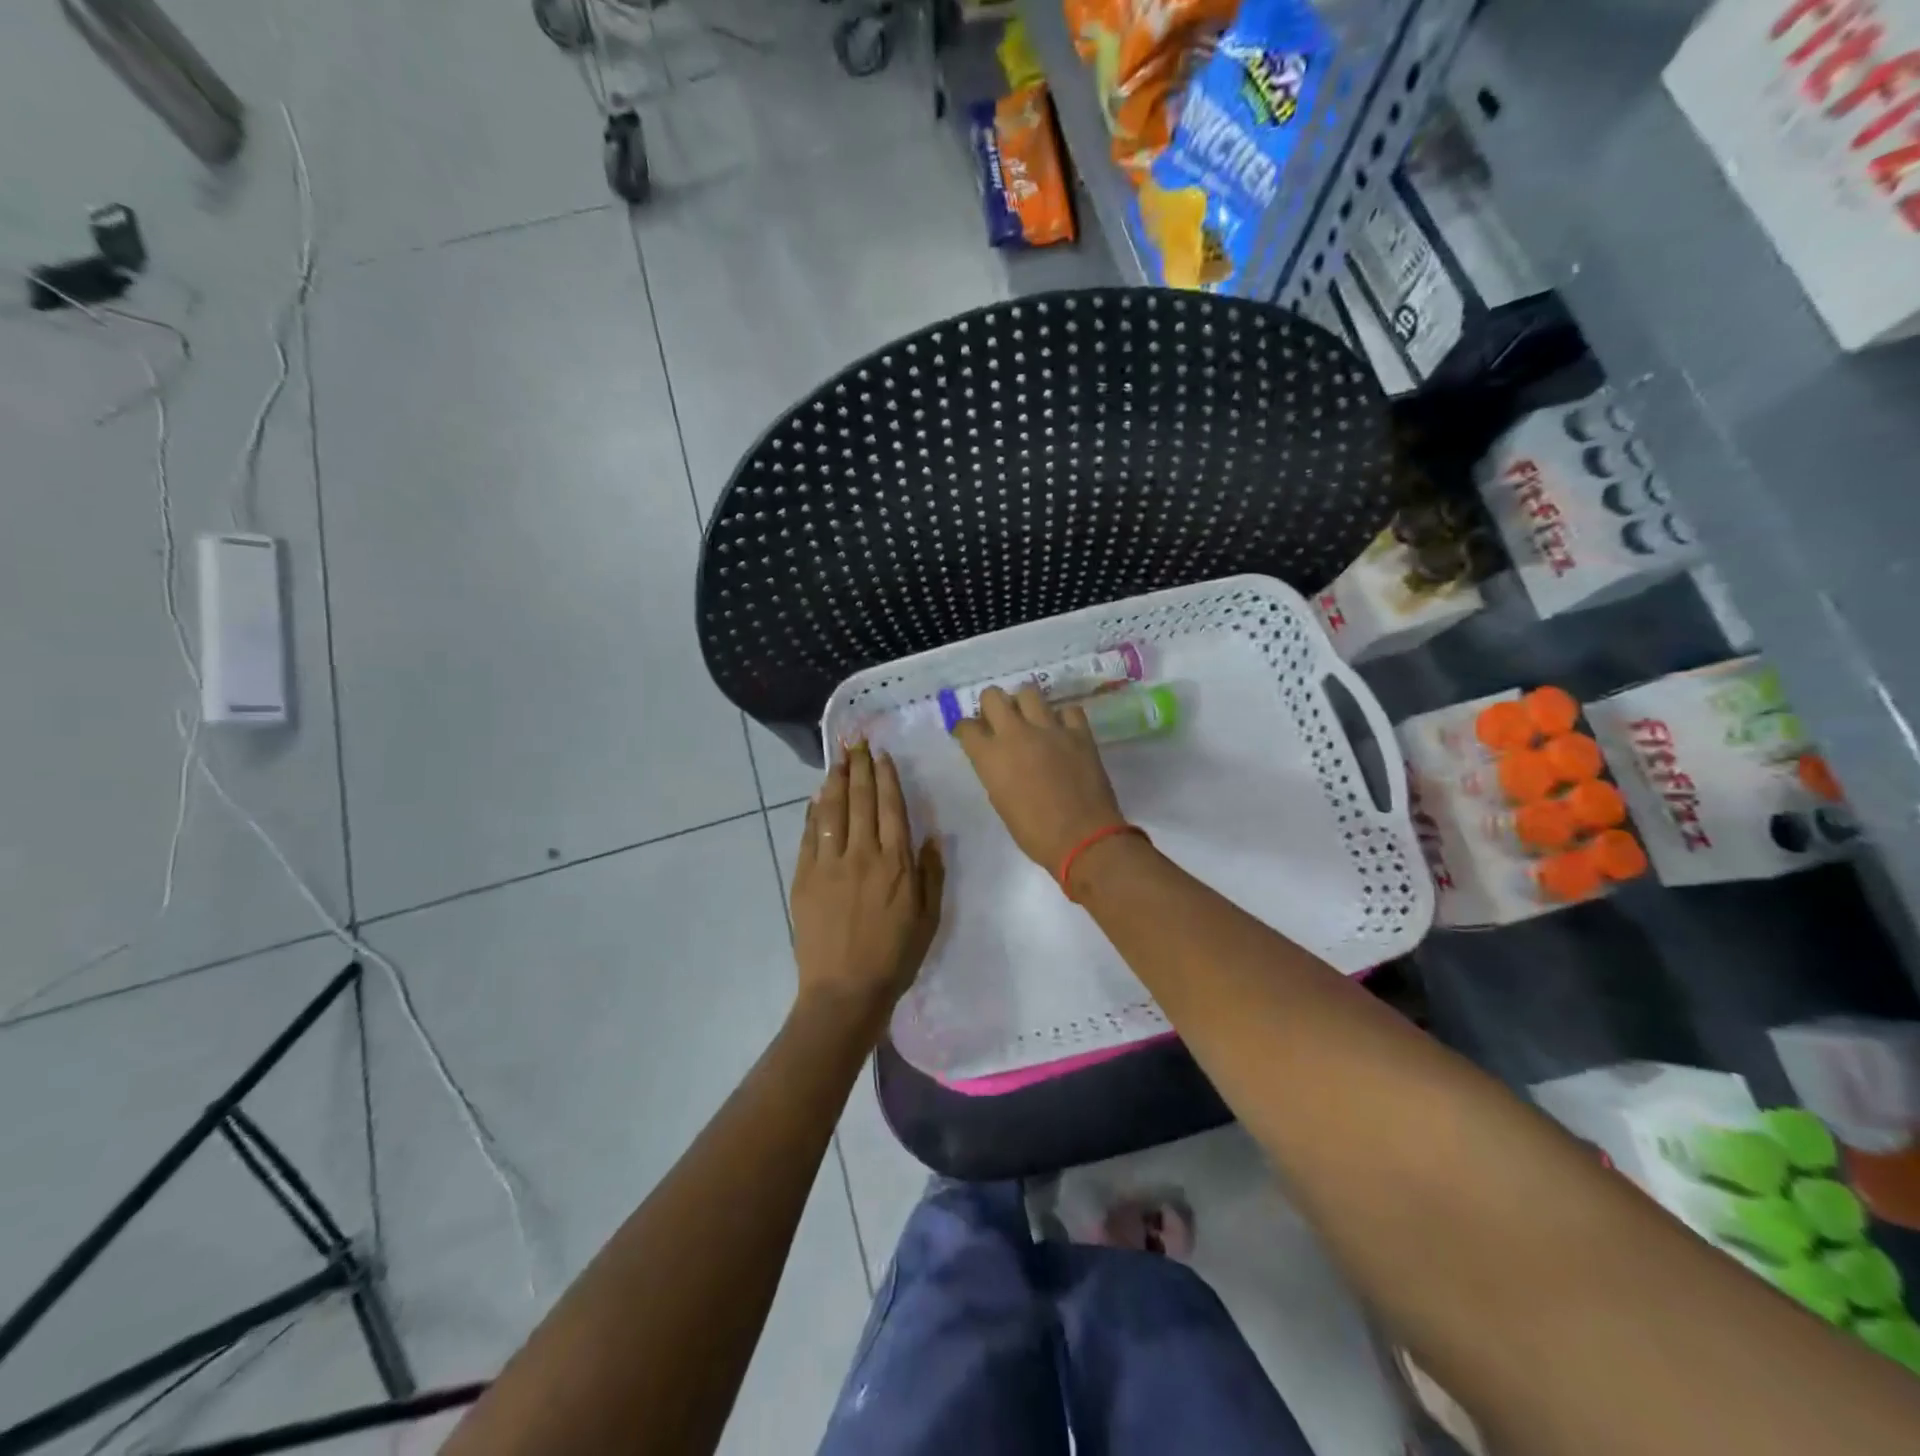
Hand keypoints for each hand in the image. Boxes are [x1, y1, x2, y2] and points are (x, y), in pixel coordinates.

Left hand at [791, 744, 944, 1033]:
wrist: (845, 990)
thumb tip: (929, 836)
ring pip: (833, 810)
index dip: (886, 778)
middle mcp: (863, 854)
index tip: (882, 755)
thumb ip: (930, 874)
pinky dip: (814, 812)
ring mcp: (829, 864)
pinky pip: (810, 835)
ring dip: (836, 781)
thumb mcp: (929, 918)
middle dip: (860, 767)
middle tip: (857, 742)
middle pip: (860, 800)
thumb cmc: (895, 957)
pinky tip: (817, 797)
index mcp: (896, 863)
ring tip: (838, 758)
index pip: (890, 807)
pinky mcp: (805, 877)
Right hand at [951, 685, 1126, 870]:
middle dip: (991, 705)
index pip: (966, 727)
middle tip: (998, 720)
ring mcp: (1050, 728)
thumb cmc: (1034, 832)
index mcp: (990, 756)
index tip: (970, 735)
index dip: (966, 729)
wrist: (1082, 838)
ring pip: (1029, 692)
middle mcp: (1015, 733)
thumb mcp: (1001, 802)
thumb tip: (1000, 760)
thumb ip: (995, 772)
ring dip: (1025, 704)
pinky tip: (1062, 730)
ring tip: (1031, 719)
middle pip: (993, 696)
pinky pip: (1068, 709)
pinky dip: (1063, 717)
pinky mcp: (1079, 732)